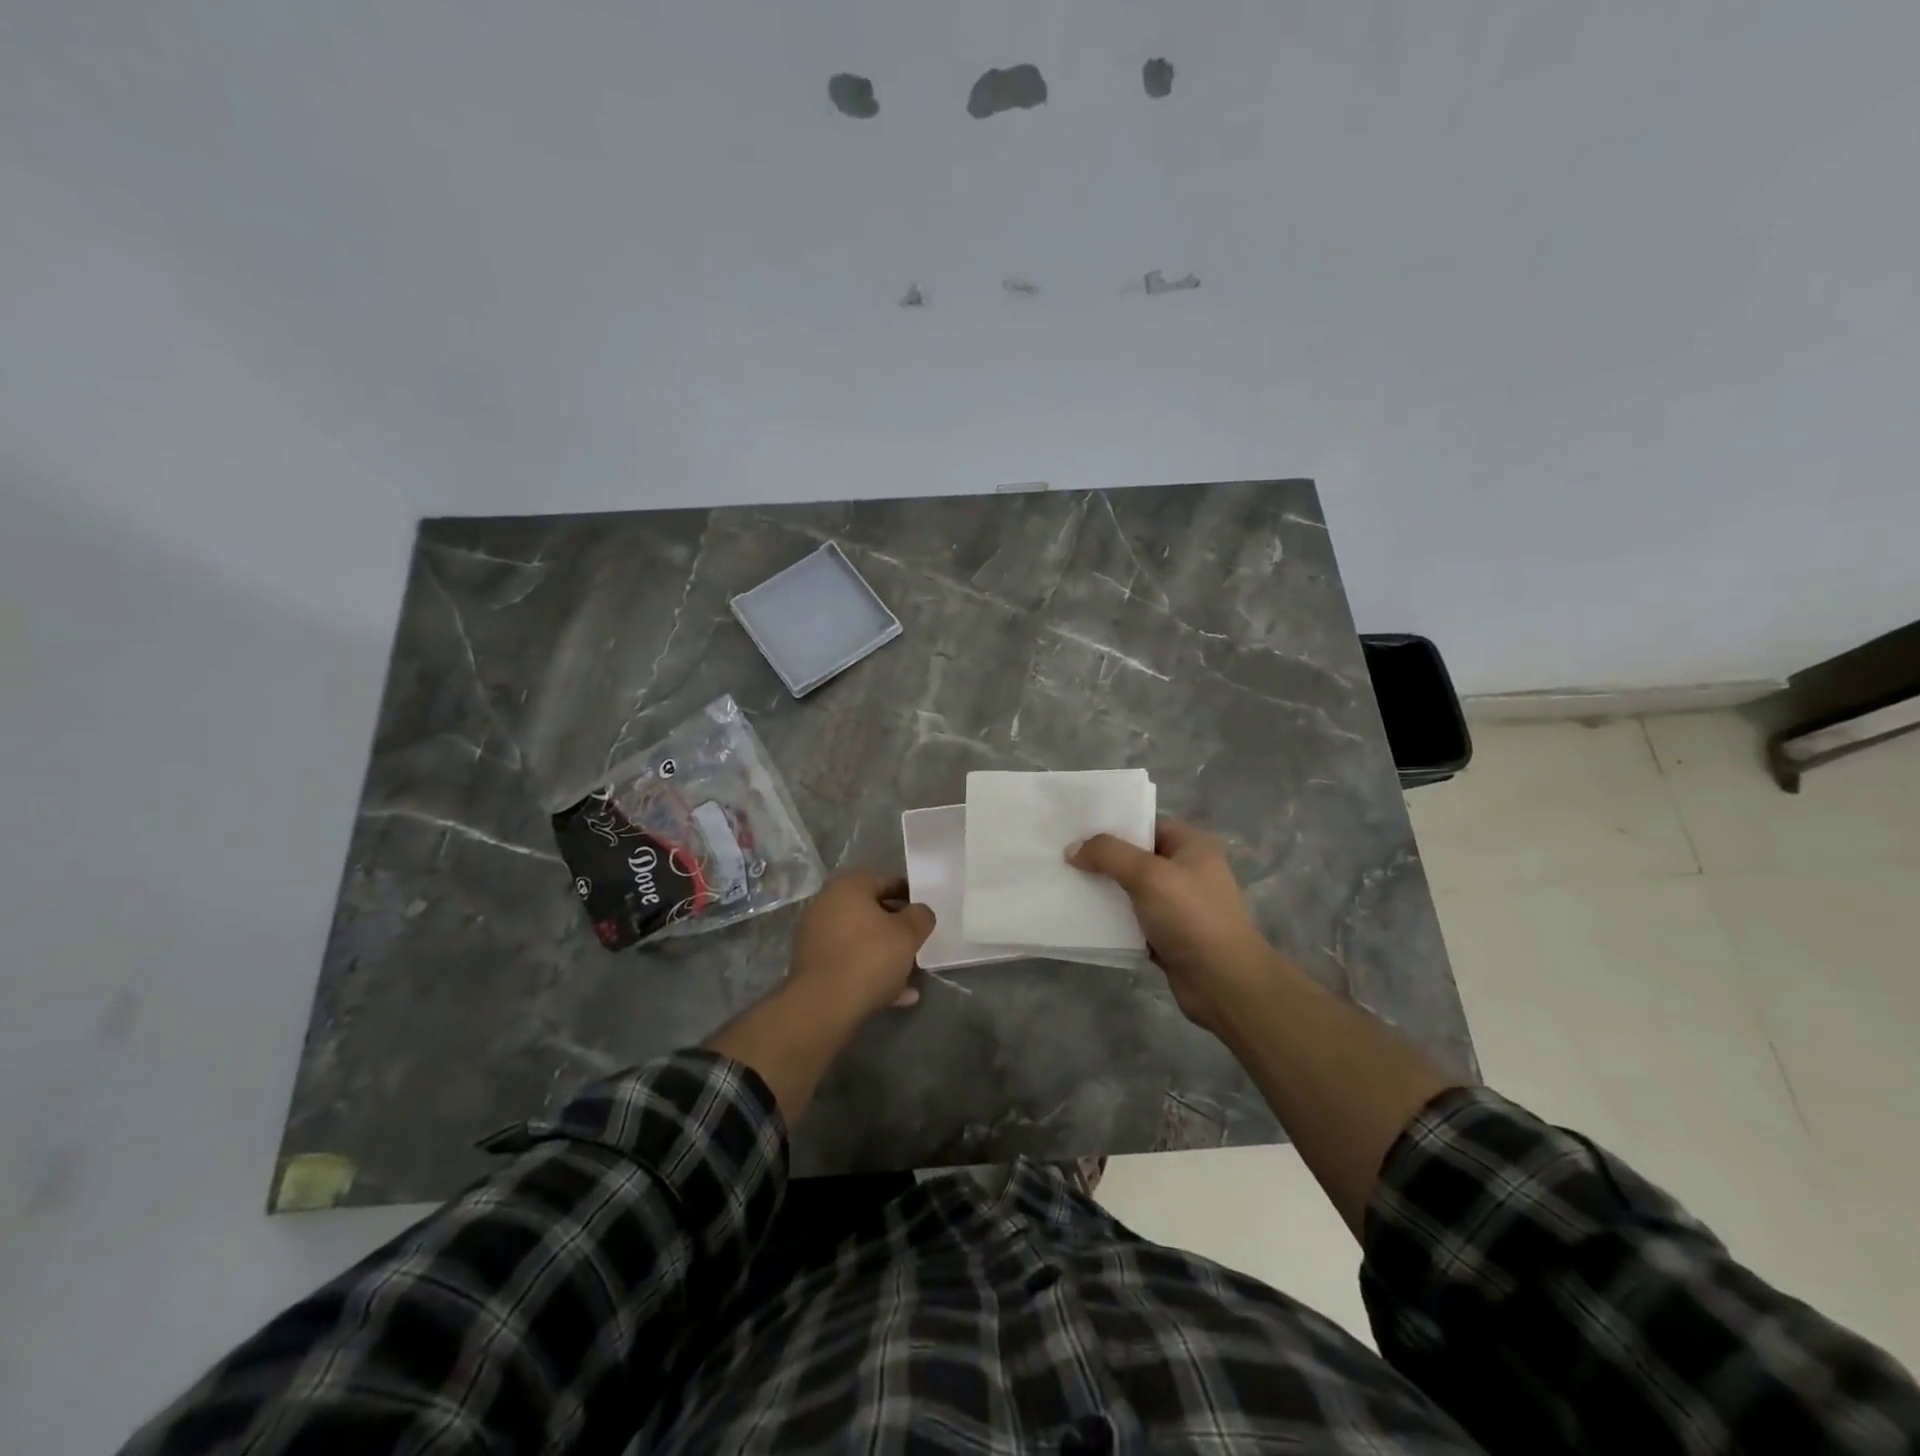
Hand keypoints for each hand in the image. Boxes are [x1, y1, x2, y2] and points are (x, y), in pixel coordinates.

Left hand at [787, 871, 936, 1021]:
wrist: (824, 1006)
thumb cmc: (869, 958)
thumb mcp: (908, 934)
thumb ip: (921, 916)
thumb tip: (919, 912)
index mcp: (848, 887)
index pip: (887, 881)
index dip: (911, 896)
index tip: (925, 914)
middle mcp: (826, 905)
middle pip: (871, 911)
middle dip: (897, 927)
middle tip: (918, 942)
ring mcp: (816, 936)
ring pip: (861, 940)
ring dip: (886, 954)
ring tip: (912, 973)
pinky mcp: (813, 966)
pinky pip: (849, 963)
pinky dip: (871, 973)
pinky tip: (897, 995)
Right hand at [1069, 818, 1283, 1034]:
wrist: (1223, 983)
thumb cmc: (1191, 917)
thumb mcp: (1148, 875)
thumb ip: (1108, 855)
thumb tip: (1072, 849)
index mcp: (1192, 846)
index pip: (1147, 824)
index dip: (1113, 825)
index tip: (1076, 829)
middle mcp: (1187, 871)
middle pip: (1136, 856)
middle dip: (1102, 859)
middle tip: (1063, 857)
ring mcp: (1178, 905)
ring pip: (1132, 889)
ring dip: (1104, 890)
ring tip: (1066, 884)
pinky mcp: (1168, 935)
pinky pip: (1133, 919)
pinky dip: (1112, 919)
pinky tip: (1083, 918)